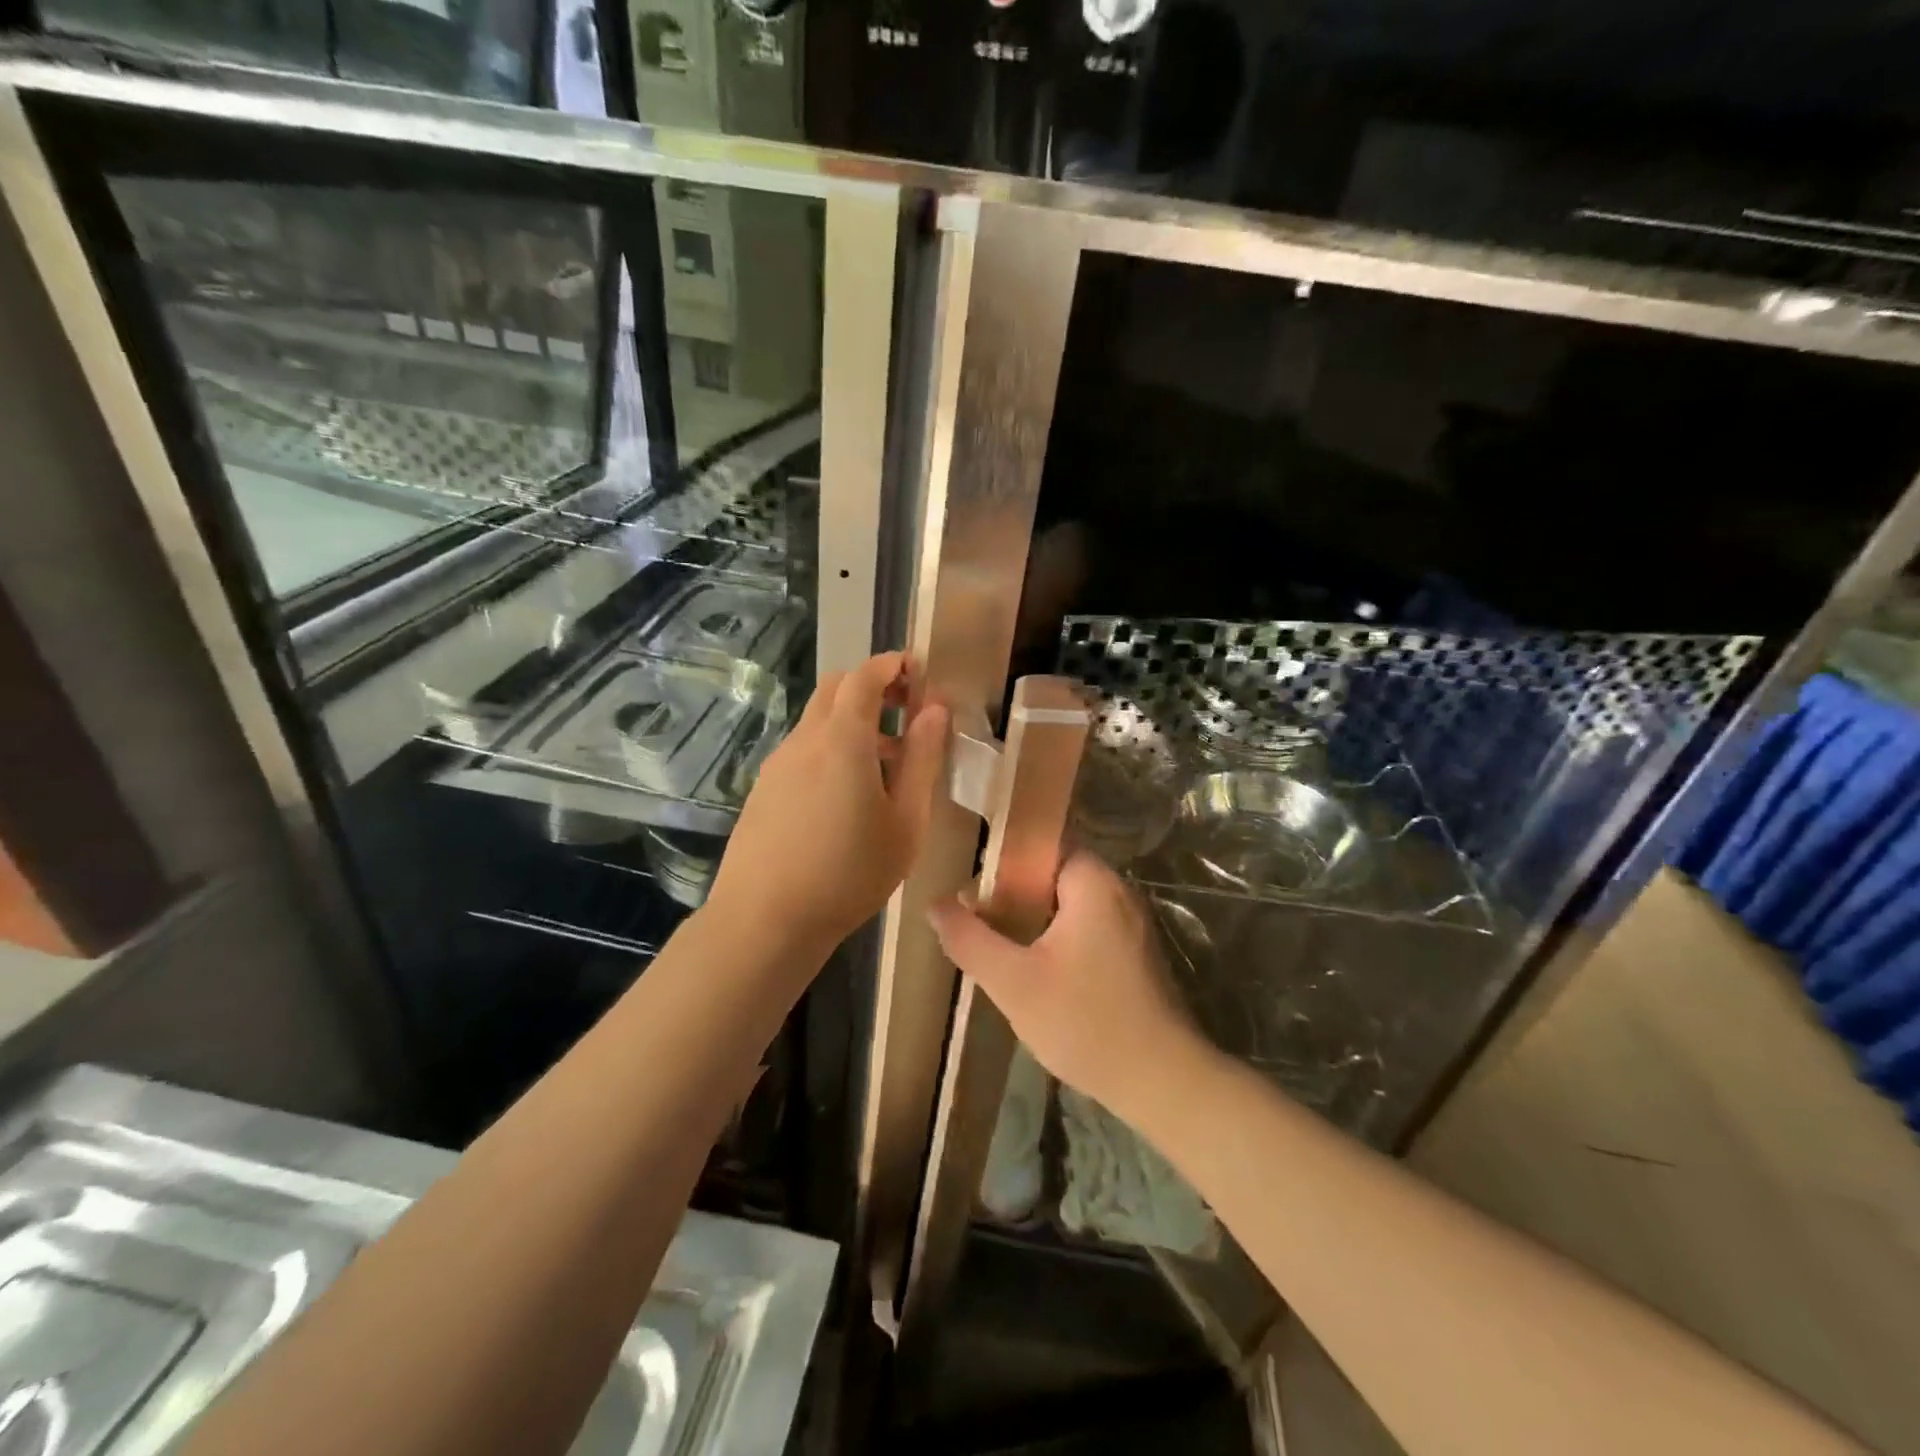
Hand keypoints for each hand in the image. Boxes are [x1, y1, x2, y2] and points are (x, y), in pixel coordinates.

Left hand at [709, 652, 949, 955]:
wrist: (765, 920)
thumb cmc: (849, 874)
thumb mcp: (906, 822)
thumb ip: (923, 760)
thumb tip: (935, 711)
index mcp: (843, 739)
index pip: (866, 676)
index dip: (894, 665)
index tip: (921, 673)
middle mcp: (805, 739)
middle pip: (837, 688)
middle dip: (874, 686)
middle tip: (907, 712)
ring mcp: (778, 763)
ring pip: (818, 719)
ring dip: (853, 721)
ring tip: (886, 764)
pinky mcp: (764, 788)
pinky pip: (803, 749)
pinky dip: (831, 747)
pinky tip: (847, 795)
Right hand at [927, 853, 1209, 1121]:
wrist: (1163, 1082)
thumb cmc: (1085, 1022)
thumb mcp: (1013, 982)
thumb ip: (970, 939)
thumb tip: (935, 905)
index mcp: (1093, 883)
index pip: (1043, 845)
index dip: (1003, 860)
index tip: (972, 886)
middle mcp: (1119, 892)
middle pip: (1054, 875)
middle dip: (1013, 893)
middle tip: (977, 917)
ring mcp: (1132, 924)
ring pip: (1070, 905)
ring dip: (1034, 920)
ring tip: (997, 942)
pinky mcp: (1136, 954)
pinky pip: (1088, 928)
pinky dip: (1058, 938)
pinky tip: (1035, 968)